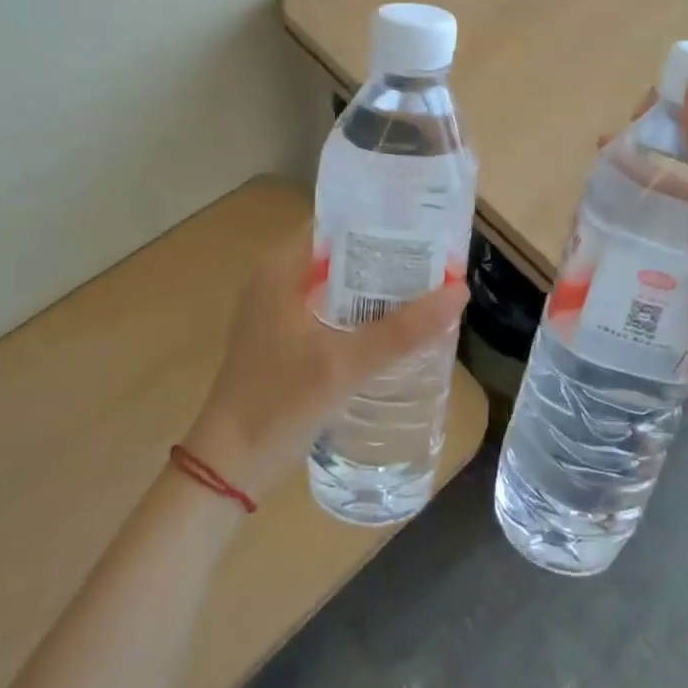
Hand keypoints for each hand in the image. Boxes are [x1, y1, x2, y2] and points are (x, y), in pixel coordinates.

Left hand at [181, 228, 468, 498]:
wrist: (228, 466)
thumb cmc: (278, 404)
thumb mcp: (344, 365)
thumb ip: (402, 330)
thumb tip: (459, 291)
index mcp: (280, 268)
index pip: (335, 223)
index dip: (378, 221)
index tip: (423, 227)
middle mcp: (275, 278)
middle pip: (339, 252)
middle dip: (384, 255)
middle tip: (434, 260)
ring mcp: (276, 309)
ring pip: (335, 282)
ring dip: (372, 285)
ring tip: (423, 287)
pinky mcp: (281, 337)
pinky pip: (327, 307)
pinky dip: (357, 310)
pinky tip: (390, 325)